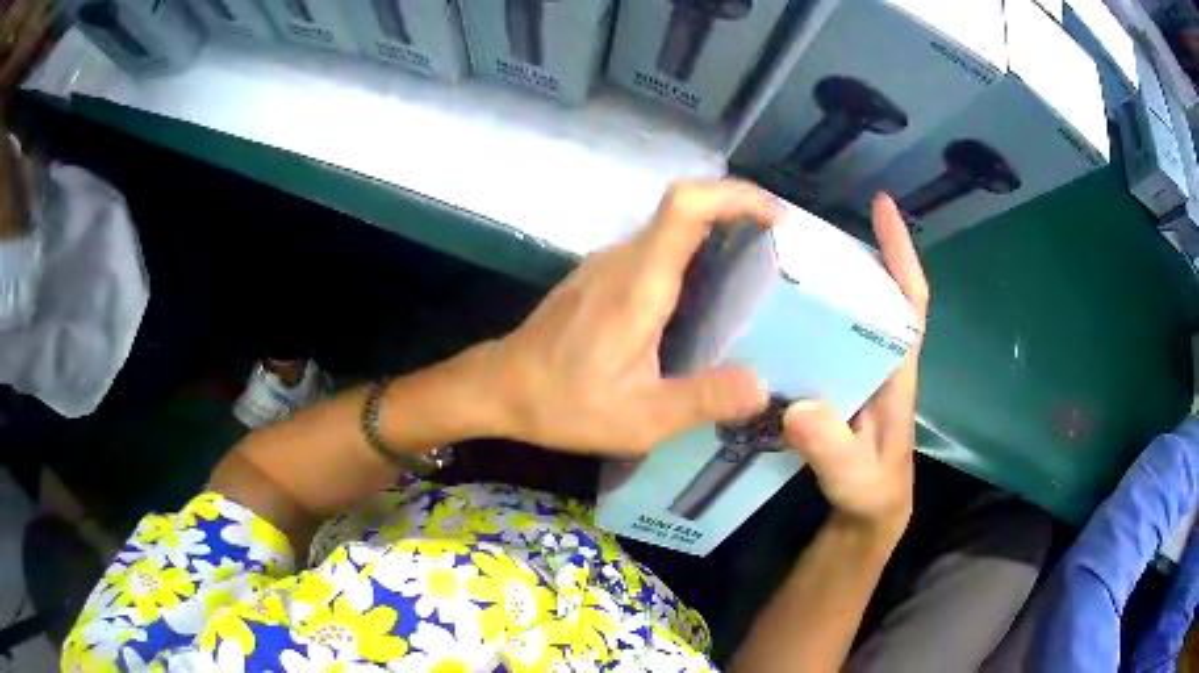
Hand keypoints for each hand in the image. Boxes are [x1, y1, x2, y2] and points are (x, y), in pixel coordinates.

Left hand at [488, 180, 780, 455]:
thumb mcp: (640, 418)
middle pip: (683, 209)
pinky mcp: (598, 276)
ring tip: (753, 274)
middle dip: (737, 214)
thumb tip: (762, 386)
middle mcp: (622, 259)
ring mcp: (606, 264)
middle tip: (778, 252)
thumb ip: (702, 400)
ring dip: (715, 234)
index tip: (775, 215)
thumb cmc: (564, 402)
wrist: (499, 388)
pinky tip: (702, 299)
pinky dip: (689, 254)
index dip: (734, 196)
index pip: (686, 207)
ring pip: (668, 229)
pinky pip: (653, 249)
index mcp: (638, 283)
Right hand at [783, 194, 929, 535]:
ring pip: (849, 311)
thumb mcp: (854, 476)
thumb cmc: (871, 489)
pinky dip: (805, 316)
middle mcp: (879, 357)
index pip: (908, 300)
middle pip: (875, 291)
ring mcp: (856, 368)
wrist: (866, 510)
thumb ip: (832, 450)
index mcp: (896, 370)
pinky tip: (770, 312)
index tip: (882, 206)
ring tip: (781, 257)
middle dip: (852, 252)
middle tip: (804, 228)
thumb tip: (798, 407)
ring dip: (826, 280)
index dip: (901, 252)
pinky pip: (824, 336)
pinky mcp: (835, 382)